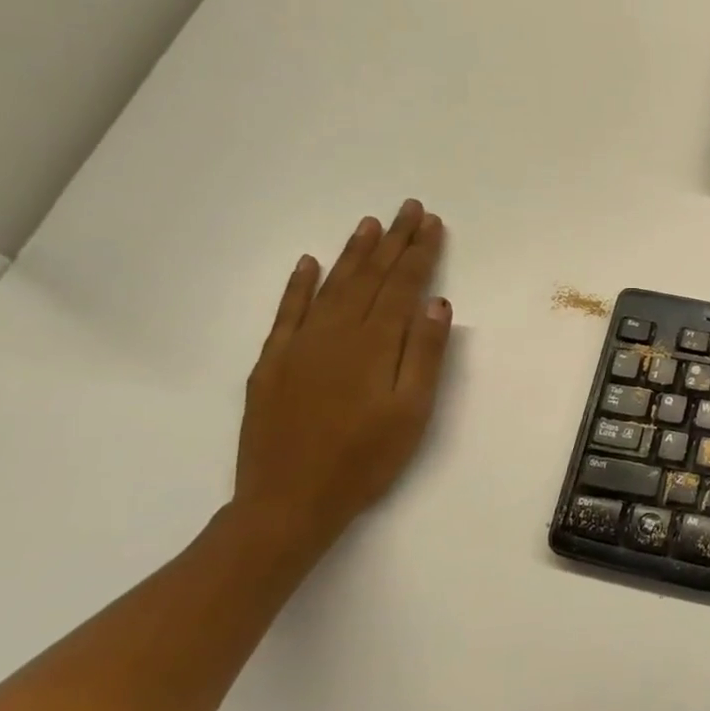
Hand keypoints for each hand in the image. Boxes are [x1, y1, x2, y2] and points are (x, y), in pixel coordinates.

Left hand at [235, 200, 452, 547]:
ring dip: (353, 253)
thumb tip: (437, 303)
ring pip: (332, 286)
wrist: (289, 502)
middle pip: (369, 277)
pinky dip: (299, 285)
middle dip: (392, 241)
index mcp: (375, 344)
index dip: (420, 253)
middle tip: (408, 208)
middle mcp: (336, 333)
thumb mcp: (412, 412)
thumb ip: (425, 354)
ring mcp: (299, 345)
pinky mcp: (272, 363)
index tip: (432, 223)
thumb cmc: (366, 460)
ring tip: (369, 224)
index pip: (403, 286)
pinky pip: (287, 312)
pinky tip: (309, 263)